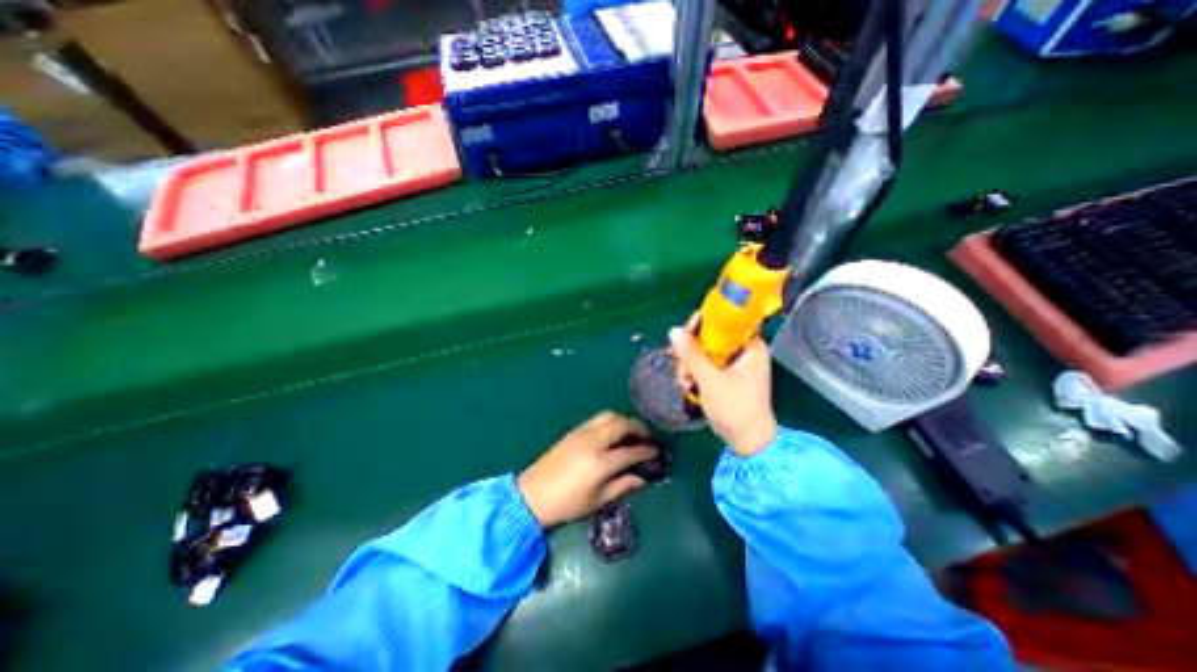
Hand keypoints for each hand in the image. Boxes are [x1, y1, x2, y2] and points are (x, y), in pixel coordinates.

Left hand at [520, 410, 658, 530]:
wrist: (532, 494)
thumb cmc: (566, 504)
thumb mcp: (596, 500)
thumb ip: (621, 486)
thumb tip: (641, 478)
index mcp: (601, 462)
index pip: (630, 451)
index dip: (646, 450)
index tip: (656, 451)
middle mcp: (593, 442)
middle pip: (621, 425)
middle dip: (638, 427)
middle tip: (646, 436)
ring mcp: (582, 433)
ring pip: (609, 416)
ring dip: (624, 420)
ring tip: (631, 431)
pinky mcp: (574, 431)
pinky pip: (597, 419)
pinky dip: (610, 420)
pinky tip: (612, 431)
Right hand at [669, 314, 782, 457]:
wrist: (747, 441)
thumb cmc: (735, 408)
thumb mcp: (710, 380)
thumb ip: (692, 354)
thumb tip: (673, 330)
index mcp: (750, 345)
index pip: (724, 321)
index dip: (701, 324)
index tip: (683, 335)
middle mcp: (743, 350)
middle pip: (710, 337)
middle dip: (691, 351)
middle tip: (681, 367)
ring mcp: (735, 364)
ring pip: (705, 352)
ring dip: (689, 364)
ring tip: (684, 381)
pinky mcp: (727, 376)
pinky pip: (706, 365)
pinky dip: (695, 373)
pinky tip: (687, 386)